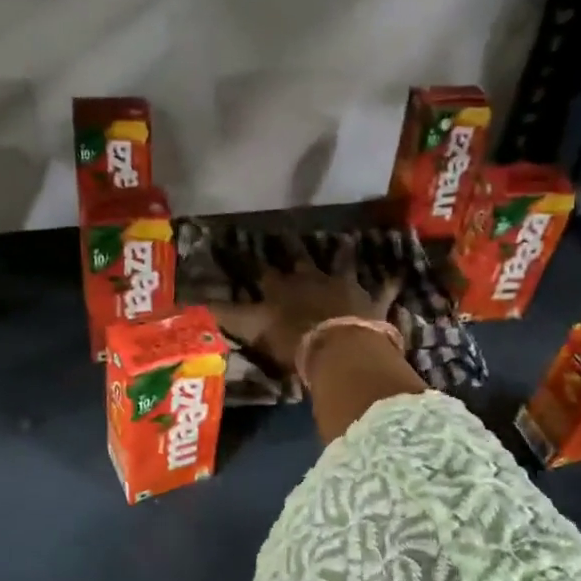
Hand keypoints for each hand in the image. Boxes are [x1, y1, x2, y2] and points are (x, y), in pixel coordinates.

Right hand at [212, 236, 399, 371]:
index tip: (227, 243)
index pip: (256, 269)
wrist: (339, 348)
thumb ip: (221, 316)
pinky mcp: (372, 302)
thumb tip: (180, 303)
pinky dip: (391, 282)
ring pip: (342, 264)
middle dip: (291, 247)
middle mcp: (312, 280)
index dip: (242, 258)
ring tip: (345, 239)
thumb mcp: (251, 329)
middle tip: (285, 231)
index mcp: (282, 288)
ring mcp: (345, 287)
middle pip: (300, 259)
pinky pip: (384, 289)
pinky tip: (400, 272)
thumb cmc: (292, 341)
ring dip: (341, 254)